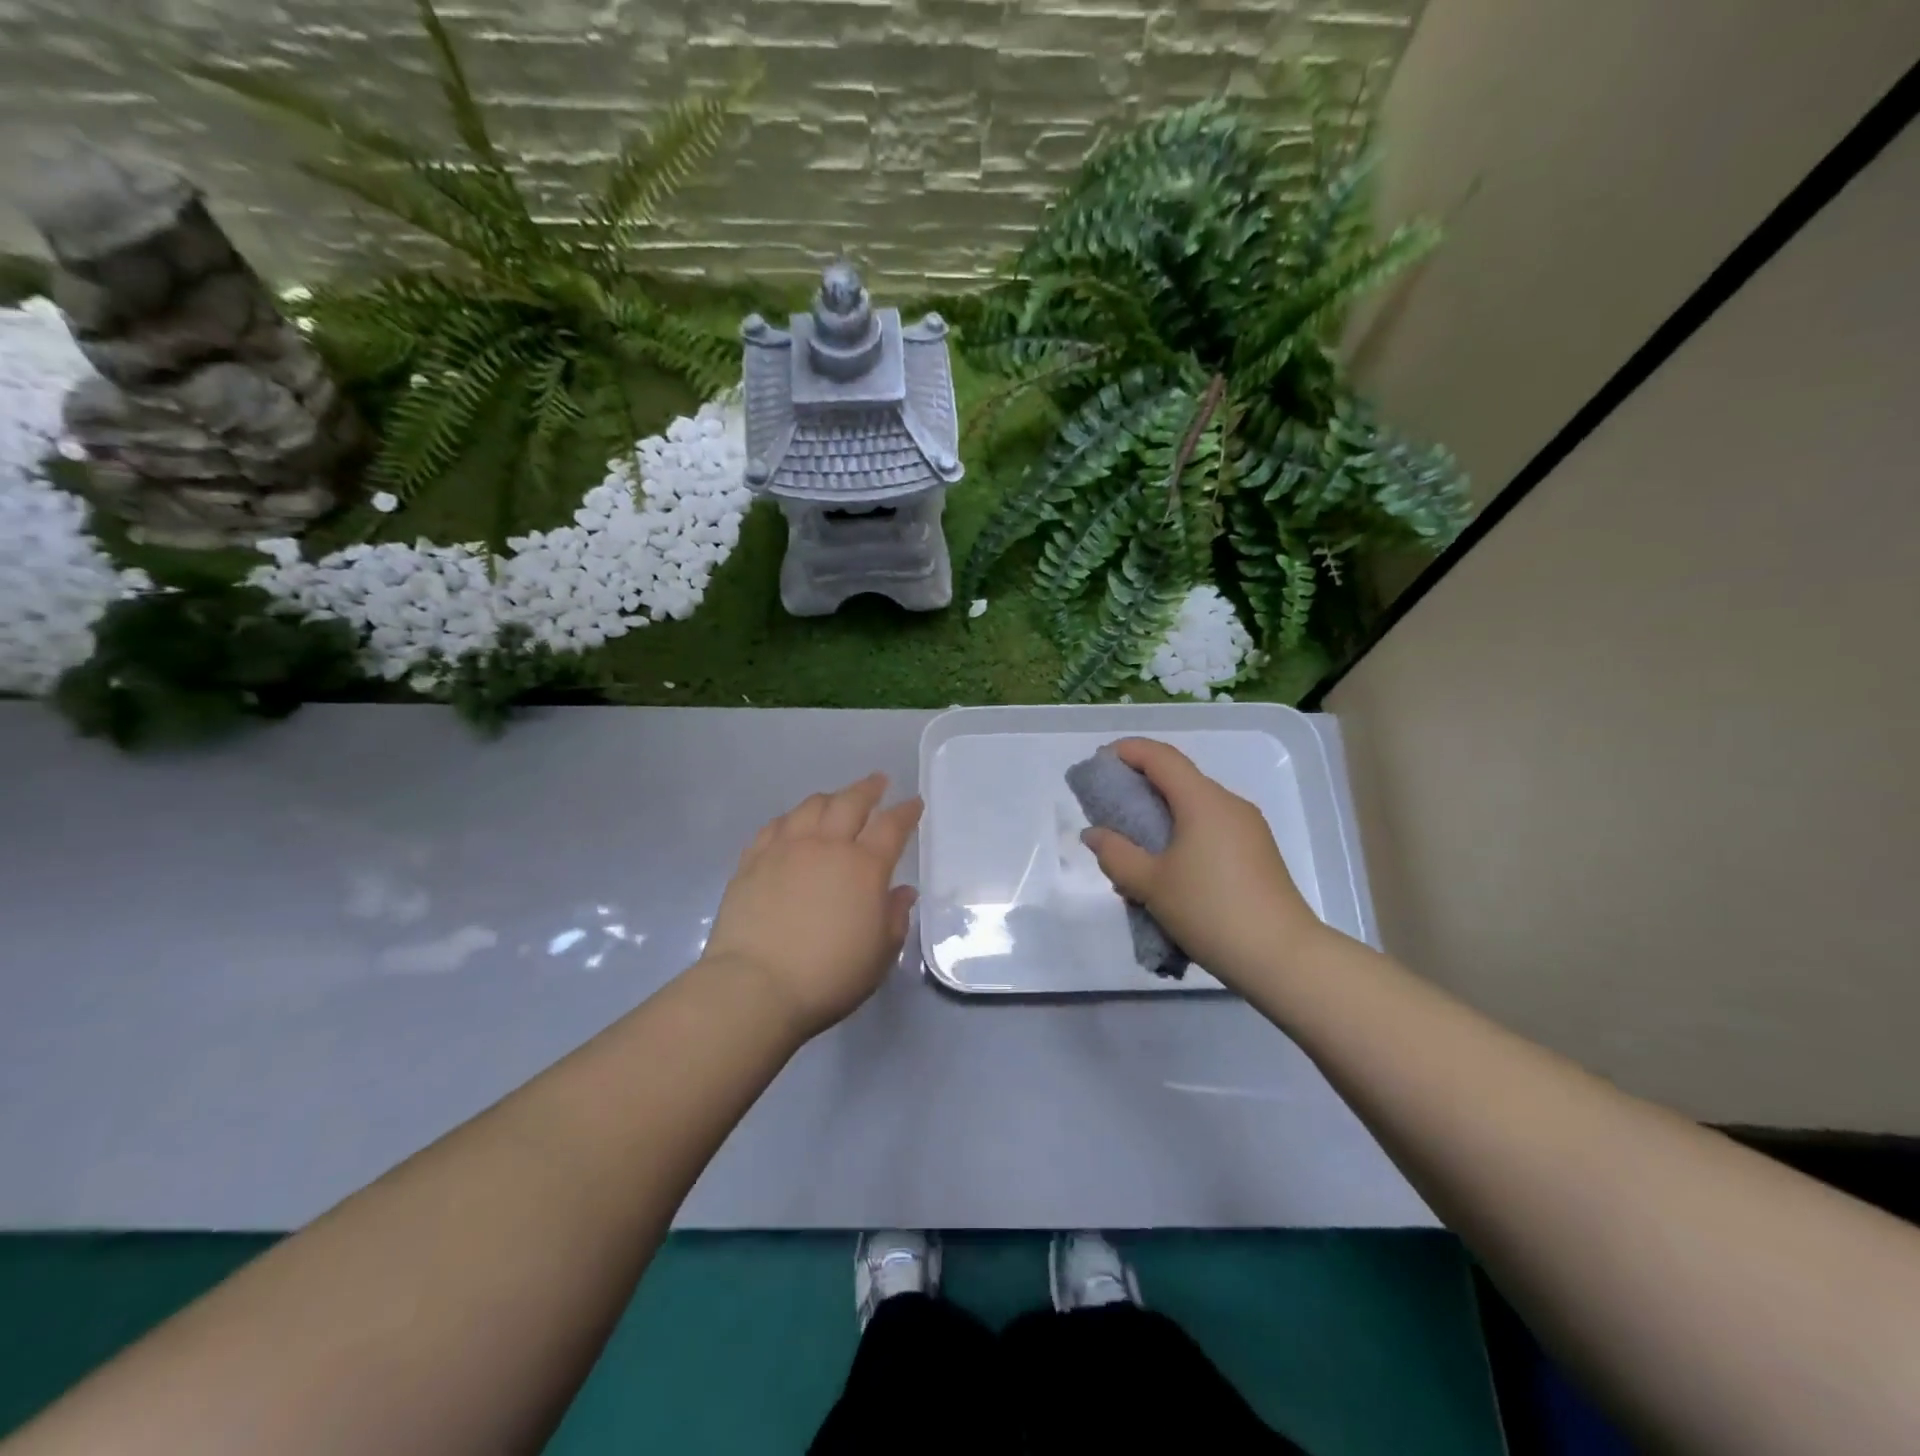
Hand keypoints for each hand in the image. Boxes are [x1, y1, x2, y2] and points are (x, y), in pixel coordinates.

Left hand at [702, 773, 922, 1040]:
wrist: (756, 986)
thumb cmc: (829, 976)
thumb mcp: (879, 954)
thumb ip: (895, 917)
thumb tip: (902, 892)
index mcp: (864, 867)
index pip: (891, 826)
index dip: (905, 811)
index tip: (913, 803)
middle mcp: (826, 846)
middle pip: (850, 802)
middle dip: (868, 788)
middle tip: (878, 782)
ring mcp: (785, 849)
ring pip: (810, 807)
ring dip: (830, 798)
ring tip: (836, 799)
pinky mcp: (752, 861)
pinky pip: (775, 826)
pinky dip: (791, 818)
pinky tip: (793, 823)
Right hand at [1081, 738, 1327, 990]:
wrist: (1283, 958)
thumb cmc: (1210, 911)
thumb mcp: (1151, 884)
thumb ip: (1116, 854)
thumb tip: (1094, 834)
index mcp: (1203, 801)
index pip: (1161, 757)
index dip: (1127, 751)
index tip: (1099, 763)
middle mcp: (1229, 805)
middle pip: (1179, 780)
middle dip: (1140, 788)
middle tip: (1109, 809)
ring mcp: (1248, 829)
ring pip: (1195, 808)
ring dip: (1161, 819)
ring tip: (1133, 852)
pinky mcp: (1257, 854)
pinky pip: (1211, 830)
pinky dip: (1183, 836)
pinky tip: (1167, 872)